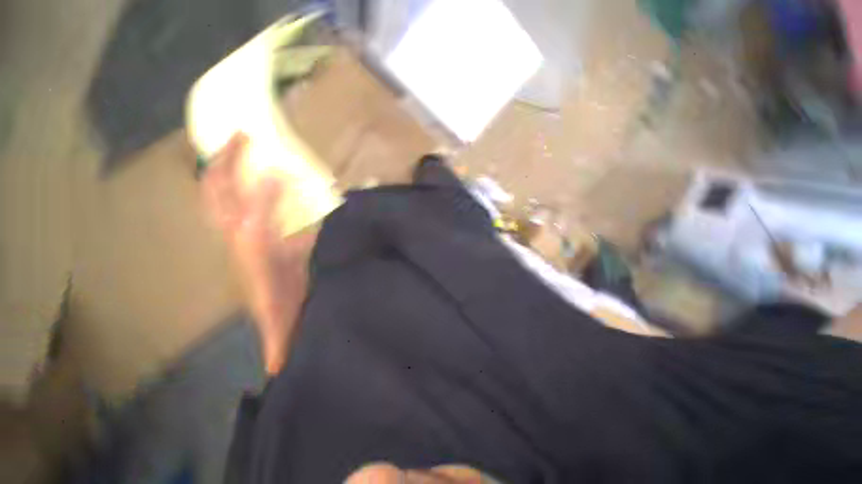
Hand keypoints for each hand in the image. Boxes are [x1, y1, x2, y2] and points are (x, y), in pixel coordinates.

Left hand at [202, 133, 316, 374]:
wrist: (275, 306)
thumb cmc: (284, 301)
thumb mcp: (287, 317)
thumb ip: (282, 337)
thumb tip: (277, 369)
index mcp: (255, 251)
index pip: (254, 215)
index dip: (265, 191)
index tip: (280, 167)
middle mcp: (238, 234)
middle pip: (221, 194)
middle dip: (229, 164)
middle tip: (243, 134)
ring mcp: (235, 228)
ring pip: (217, 191)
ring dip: (223, 164)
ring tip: (236, 138)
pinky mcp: (243, 227)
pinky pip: (230, 196)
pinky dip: (230, 176)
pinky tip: (245, 162)